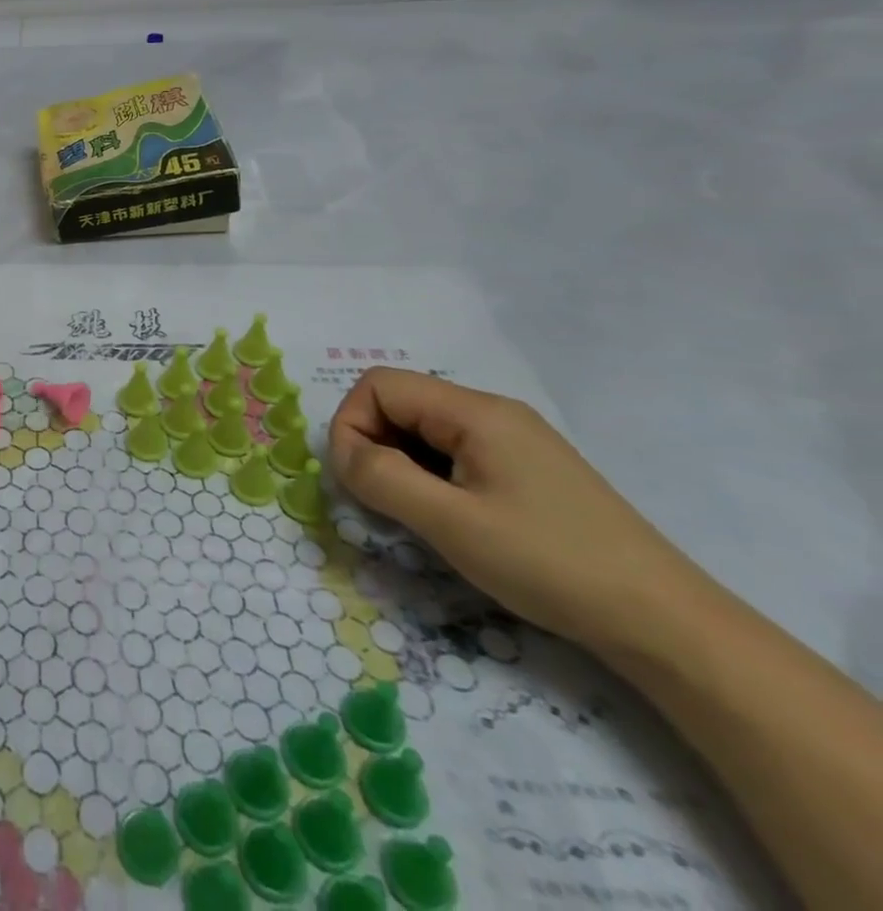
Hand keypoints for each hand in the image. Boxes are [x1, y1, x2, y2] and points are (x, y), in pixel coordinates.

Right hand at [328, 368, 701, 656]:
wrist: (668, 626)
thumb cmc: (550, 565)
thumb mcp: (450, 523)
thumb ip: (381, 477)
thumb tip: (343, 455)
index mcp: (475, 411)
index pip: (379, 386)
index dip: (352, 424)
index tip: (358, 479)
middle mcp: (493, 412)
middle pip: (400, 403)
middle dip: (375, 445)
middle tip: (384, 502)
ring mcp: (514, 440)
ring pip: (424, 430)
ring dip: (403, 464)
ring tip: (418, 516)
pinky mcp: (527, 470)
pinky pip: (454, 453)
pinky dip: (432, 477)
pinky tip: (452, 519)